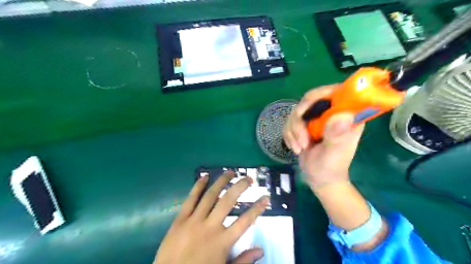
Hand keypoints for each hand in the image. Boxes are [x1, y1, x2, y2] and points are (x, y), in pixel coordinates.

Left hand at [154, 172, 268, 263]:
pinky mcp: (180, 219)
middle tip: (248, 178)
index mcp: (222, 241)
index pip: (245, 221)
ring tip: (230, 172)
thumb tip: (261, 250)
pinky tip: (205, 177)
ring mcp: (194, 221)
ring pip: (210, 196)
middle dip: (240, 187)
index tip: (265, 197)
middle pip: (228, 202)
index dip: (257, 208)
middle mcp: (210, 227)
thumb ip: (243, 261)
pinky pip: (190, 199)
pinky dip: (198, 186)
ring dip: (221, 182)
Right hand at [283, 85, 363, 187]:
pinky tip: (296, 147)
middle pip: (310, 99)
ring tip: (300, 148)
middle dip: (300, 119)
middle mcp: (331, 113)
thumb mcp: (335, 153)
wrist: (318, 178)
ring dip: (293, 131)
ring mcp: (316, 118)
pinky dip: (289, 135)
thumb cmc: (331, 167)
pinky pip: (289, 121)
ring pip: (296, 111)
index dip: (320, 94)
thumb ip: (337, 135)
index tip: (306, 112)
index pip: (336, 92)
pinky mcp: (304, 125)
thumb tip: (342, 115)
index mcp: (347, 115)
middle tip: (301, 137)